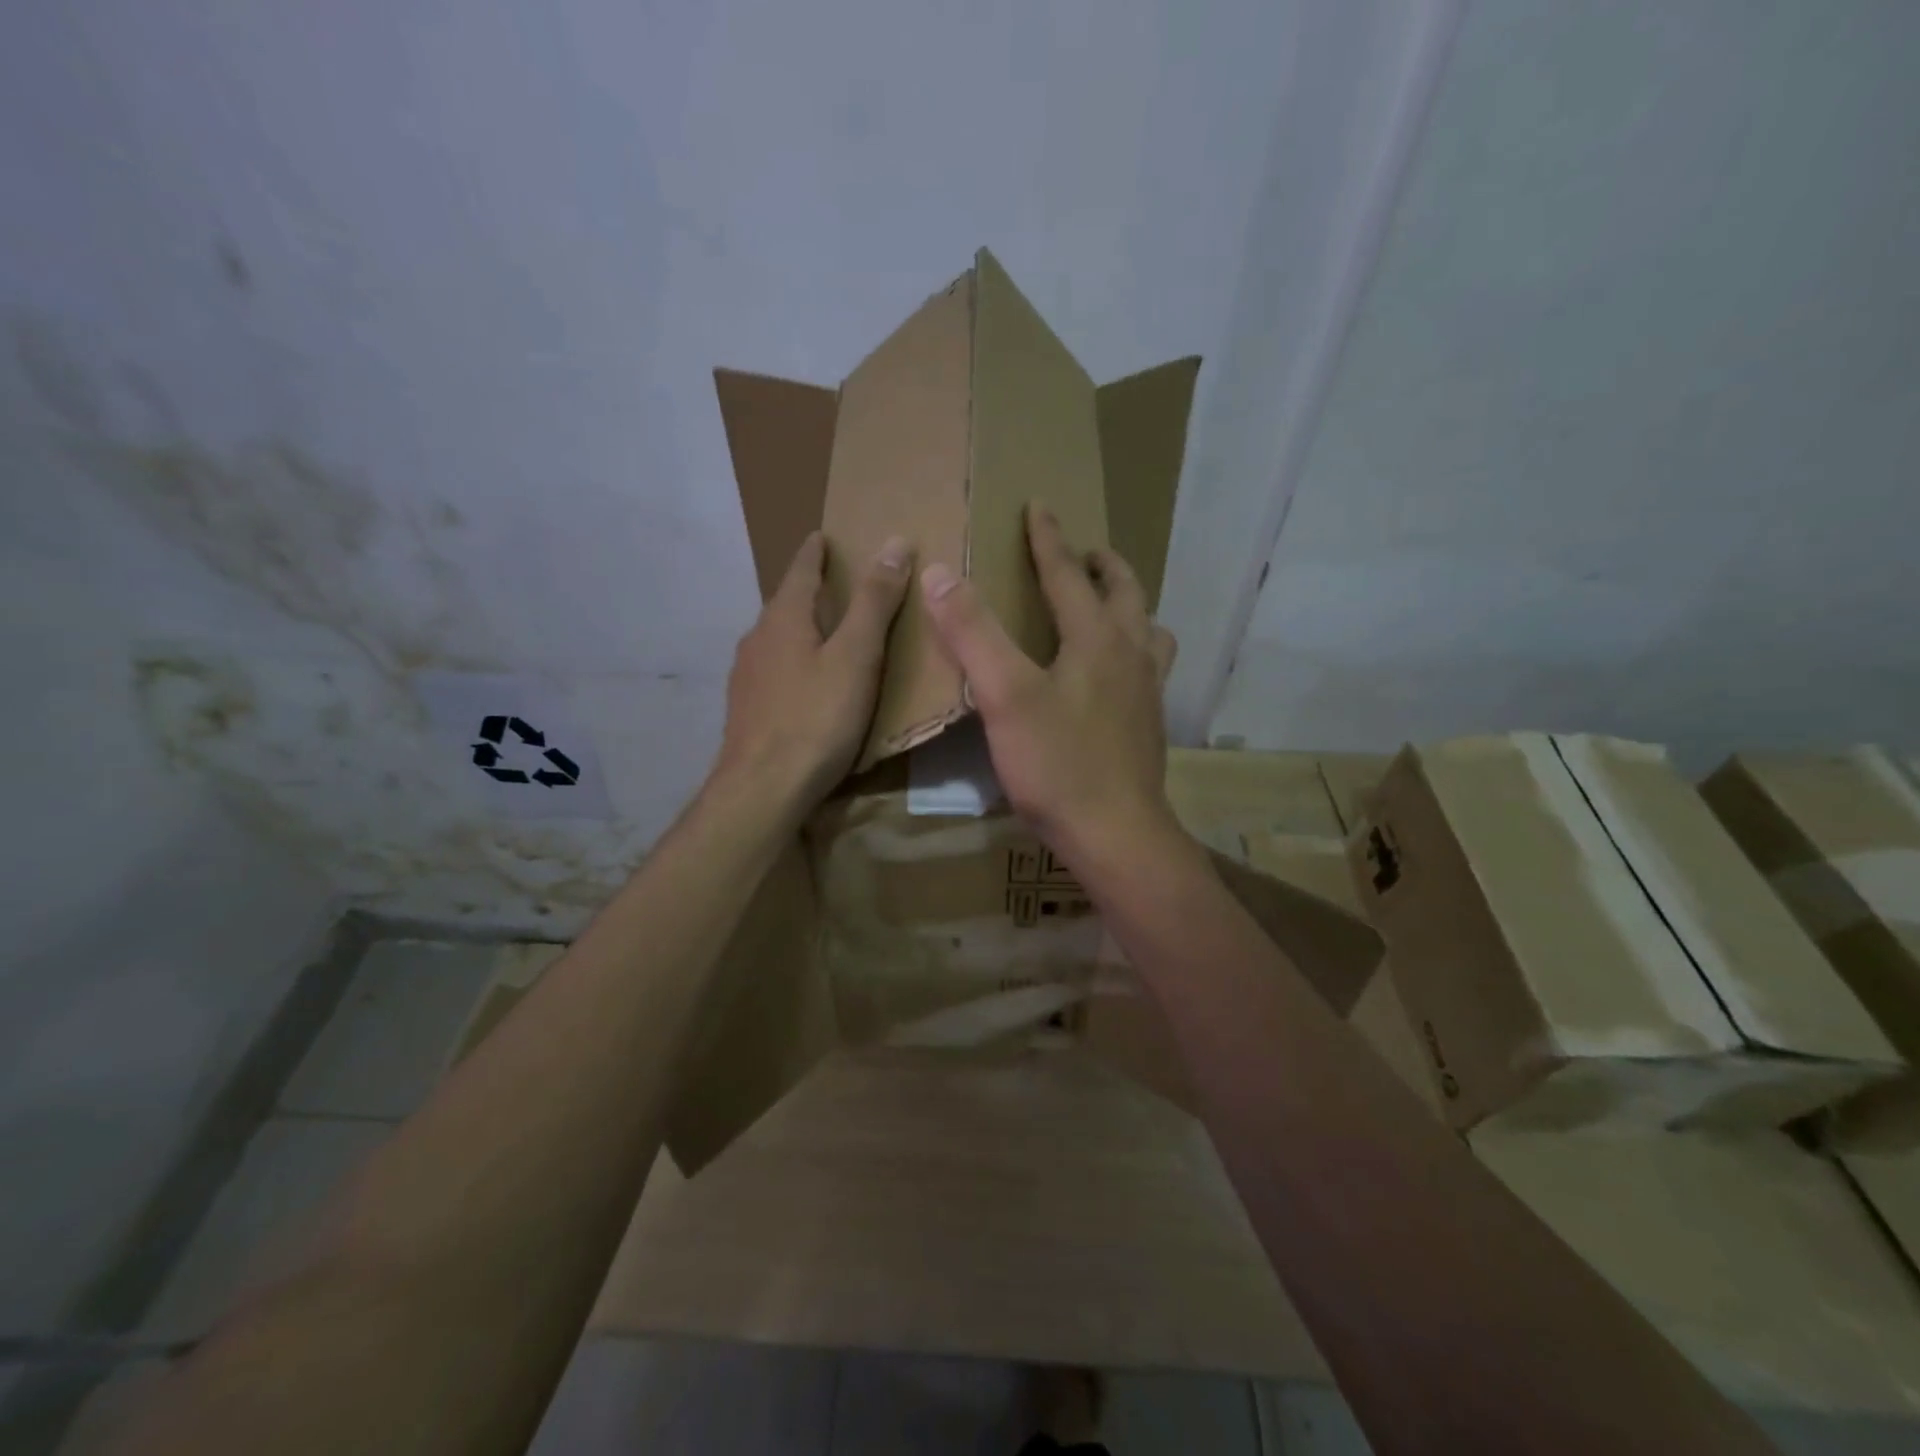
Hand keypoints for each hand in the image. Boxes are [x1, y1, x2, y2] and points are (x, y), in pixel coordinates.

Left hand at [714, 530, 912, 810]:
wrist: (762, 788)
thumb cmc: (816, 718)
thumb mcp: (857, 657)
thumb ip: (875, 602)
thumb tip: (894, 542)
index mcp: (784, 617)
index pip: (801, 569)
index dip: (815, 551)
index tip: (823, 536)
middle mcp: (757, 638)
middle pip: (786, 603)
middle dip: (809, 589)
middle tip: (837, 583)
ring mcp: (746, 675)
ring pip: (778, 638)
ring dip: (801, 627)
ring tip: (827, 631)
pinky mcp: (746, 708)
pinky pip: (775, 669)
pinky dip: (795, 660)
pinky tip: (807, 682)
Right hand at [921, 502, 1179, 867]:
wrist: (1116, 834)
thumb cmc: (1058, 764)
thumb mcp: (1005, 696)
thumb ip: (973, 633)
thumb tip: (939, 573)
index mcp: (1097, 638)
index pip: (1068, 575)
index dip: (1048, 540)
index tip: (1039, 506)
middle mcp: (1131, 654)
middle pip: (1126, 593)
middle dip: (1103, 565)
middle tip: (1085, 552)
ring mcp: (1147, 691)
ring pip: (1149, 630)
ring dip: (1129, 606)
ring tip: (1109, 606)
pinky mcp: (1149, 724)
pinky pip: (1149, 668)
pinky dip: (1134, 649)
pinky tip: (1115, 674)